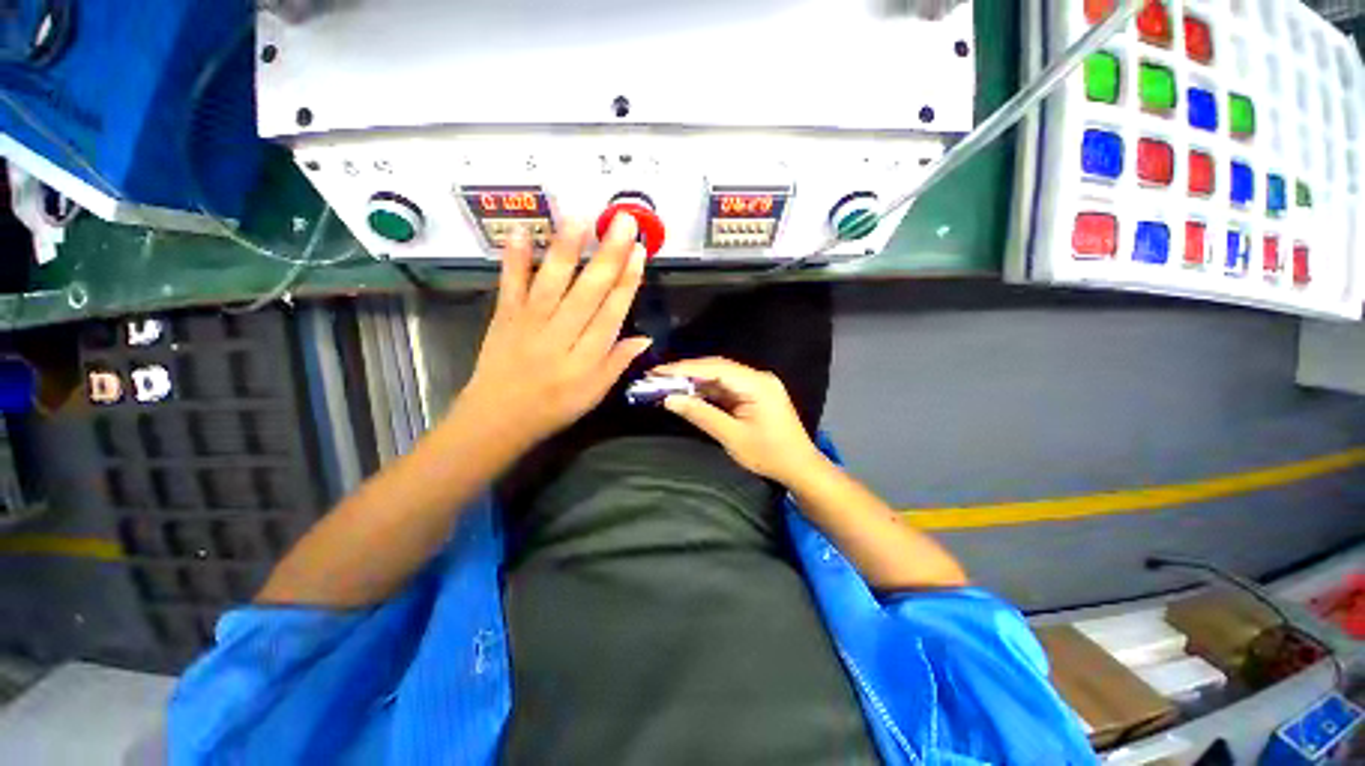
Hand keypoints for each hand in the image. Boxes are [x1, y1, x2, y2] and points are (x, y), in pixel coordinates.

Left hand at [453, 216, 650, 455]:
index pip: (612, 313)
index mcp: (586, 357)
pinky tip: (521, 231)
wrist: (499, 418)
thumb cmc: (555, 408)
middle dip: (608, 255)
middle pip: (588, 291)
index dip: (628, 282)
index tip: (639, 252)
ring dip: (567, 248)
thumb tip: (646, 337)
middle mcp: (561, 335)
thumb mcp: (595, 394)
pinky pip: (510, 285)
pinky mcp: (504, 317)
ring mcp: (530, 323)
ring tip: (581, 216)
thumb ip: (618, 363)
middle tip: (622, 220)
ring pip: (552, 282)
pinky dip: (514, 258)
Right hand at [653, 357, 824, 484]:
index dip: (684, 368)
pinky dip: (707, 391)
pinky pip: (726, 387)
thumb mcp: (732, 437)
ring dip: (695, 381)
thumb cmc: (769, 455)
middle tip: (657, 377)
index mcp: (756, 384)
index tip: (657, 372)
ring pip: (720, 376)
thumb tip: (669, 399)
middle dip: (686, 373)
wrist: (801, 468)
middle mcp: (757, 377)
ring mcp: (757, 384)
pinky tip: (688, 394)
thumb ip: (701, 415)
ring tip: (667, 384)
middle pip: (717, 368)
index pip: (715, 368)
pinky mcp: (754, 394)